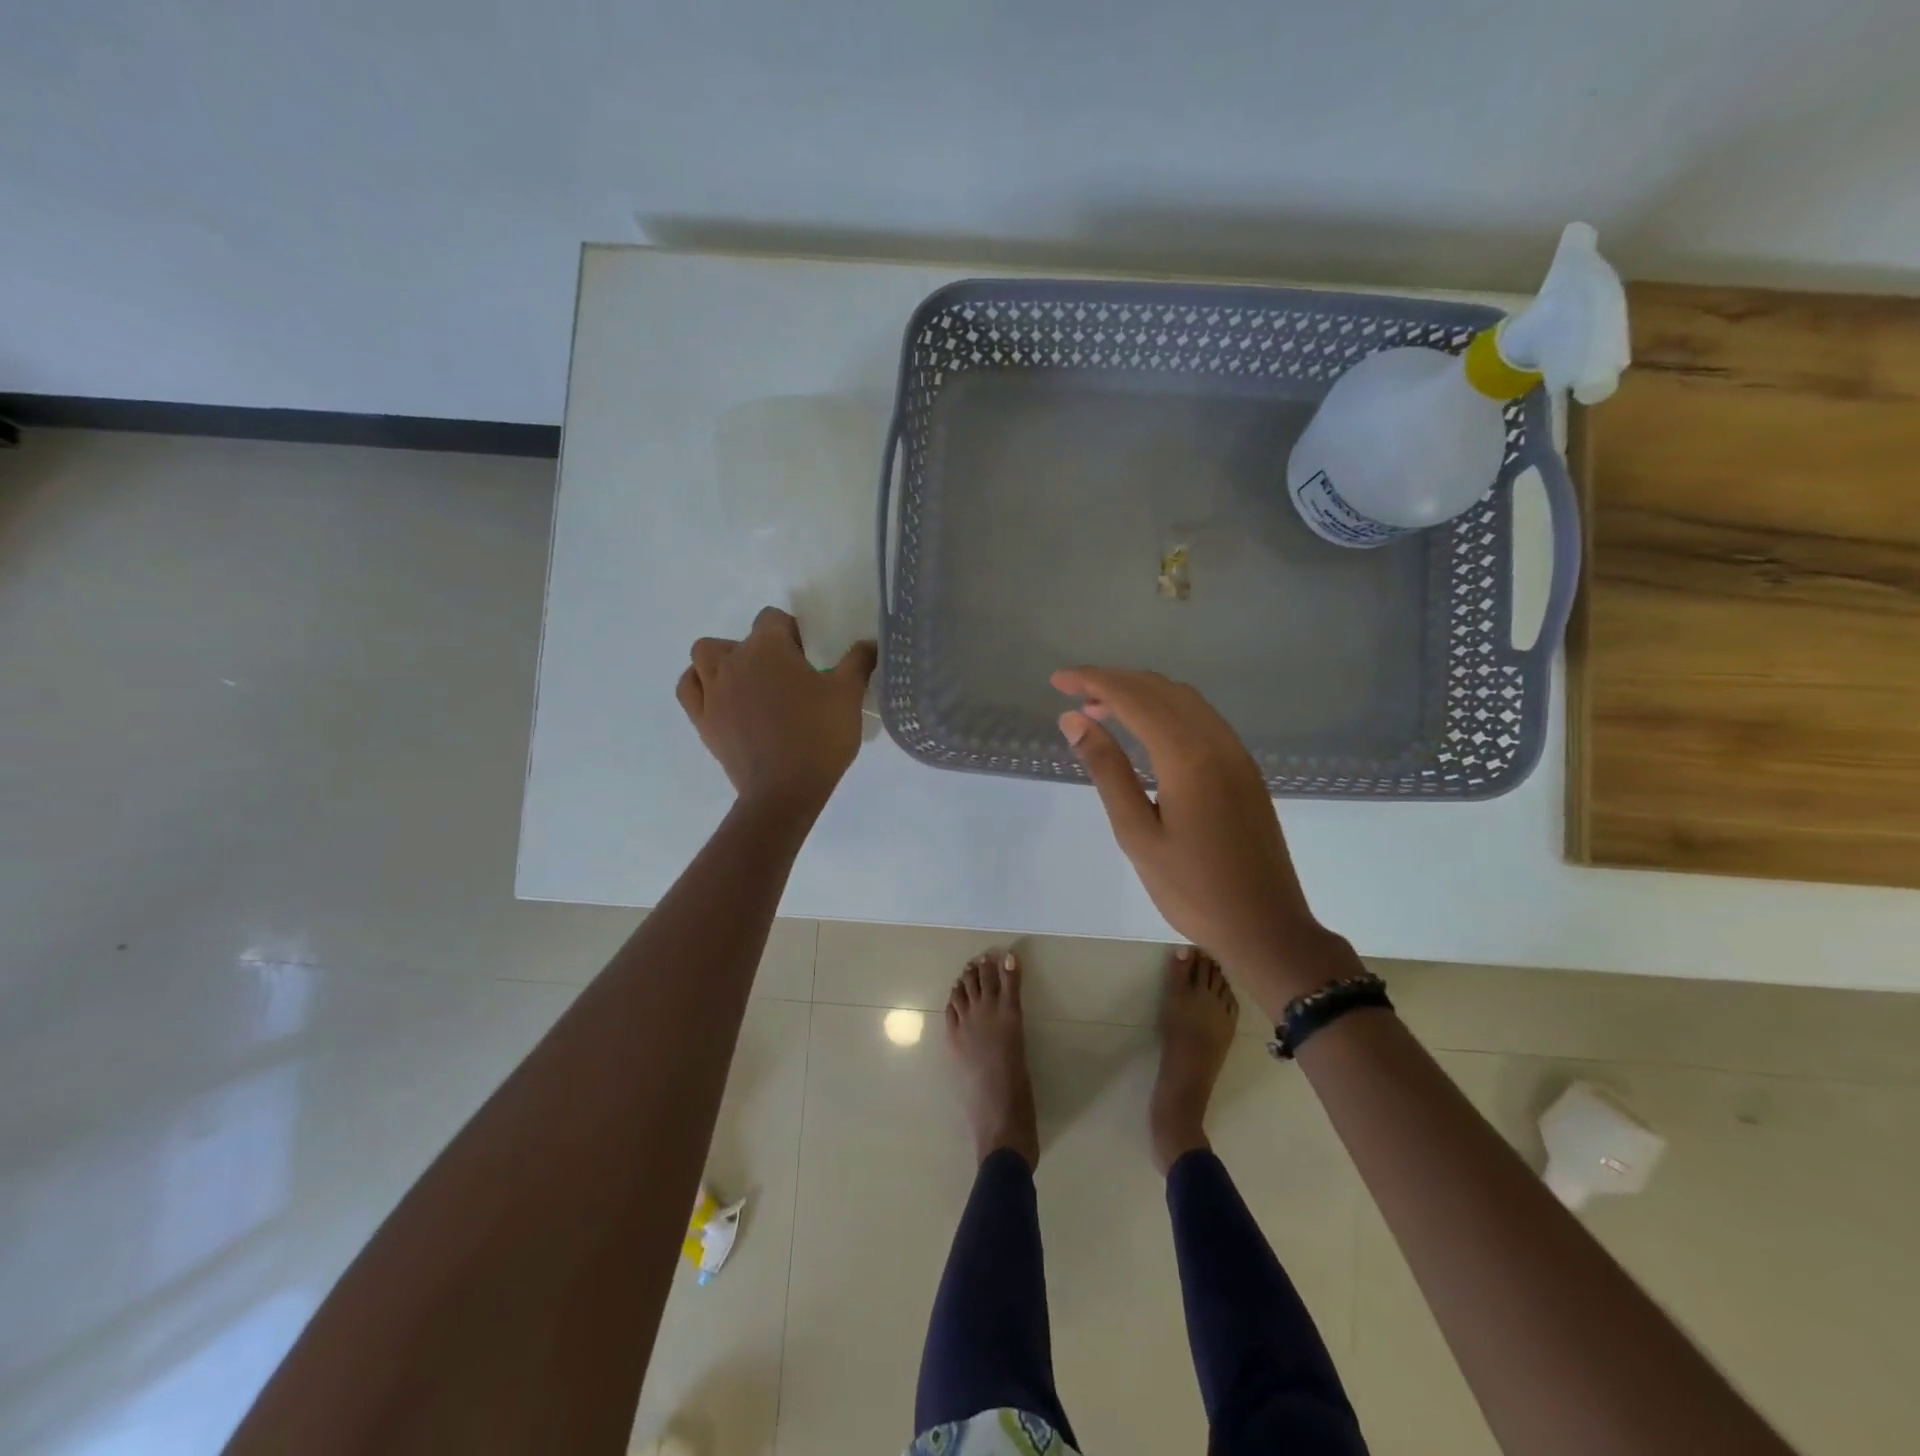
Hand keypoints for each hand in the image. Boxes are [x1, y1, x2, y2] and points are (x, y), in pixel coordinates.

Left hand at [678, 608, 876, 814]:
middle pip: (739, 639)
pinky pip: (690, 688)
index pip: (773, 619)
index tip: (809, 657)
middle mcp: (733, 661)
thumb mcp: (849, 694)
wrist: (785, 790)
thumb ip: (858, 661)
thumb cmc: (819, 736)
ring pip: (705, 657)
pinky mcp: (702, 720)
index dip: (792, 633)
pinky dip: (701, 685)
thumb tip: (870, 643)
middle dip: (760, 649)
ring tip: (749, 683)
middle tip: (785, 675)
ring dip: (724, 661)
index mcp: (767, 648)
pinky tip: (722, 698)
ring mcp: (712, 691)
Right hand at [1052, 667, 1358, 1016]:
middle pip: (1160, 689)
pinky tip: (1145, 730)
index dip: (1092, 681)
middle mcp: (1216, 741)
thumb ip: (1107, 770)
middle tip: (1073, 692)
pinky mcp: (1244, 768)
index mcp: (1187, 756)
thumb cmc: (1192, 889)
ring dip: (1141, 692)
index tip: (1056, 680)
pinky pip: (1201, 717)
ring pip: (1184, 699)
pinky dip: (1166, 709)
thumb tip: (1074, 719)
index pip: (1133, 698)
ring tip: (1101, 708)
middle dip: (1114, 681)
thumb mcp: (1137, 833)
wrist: (1266, 927)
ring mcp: (1236, 753)